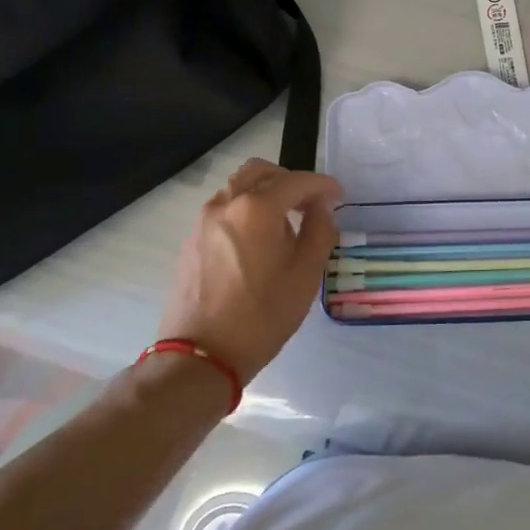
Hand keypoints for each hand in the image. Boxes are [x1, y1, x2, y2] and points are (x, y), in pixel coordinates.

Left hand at [157, 158, 343, 383]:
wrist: (200, 357)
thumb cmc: (261, 316)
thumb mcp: (305, 276)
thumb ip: (319, 231)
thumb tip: (321, 208)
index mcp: (257, 208)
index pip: (297, 181)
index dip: (323, 185)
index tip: (338, 196)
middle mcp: (226, 204)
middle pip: (261, 172)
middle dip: (290, 181)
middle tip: (310, 204)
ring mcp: (203, 221)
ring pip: (238, 188)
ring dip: (265, 193)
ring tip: (284, 223)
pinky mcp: (191, 241)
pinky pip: (223, 209)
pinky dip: (245, 210)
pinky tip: (258, 242)